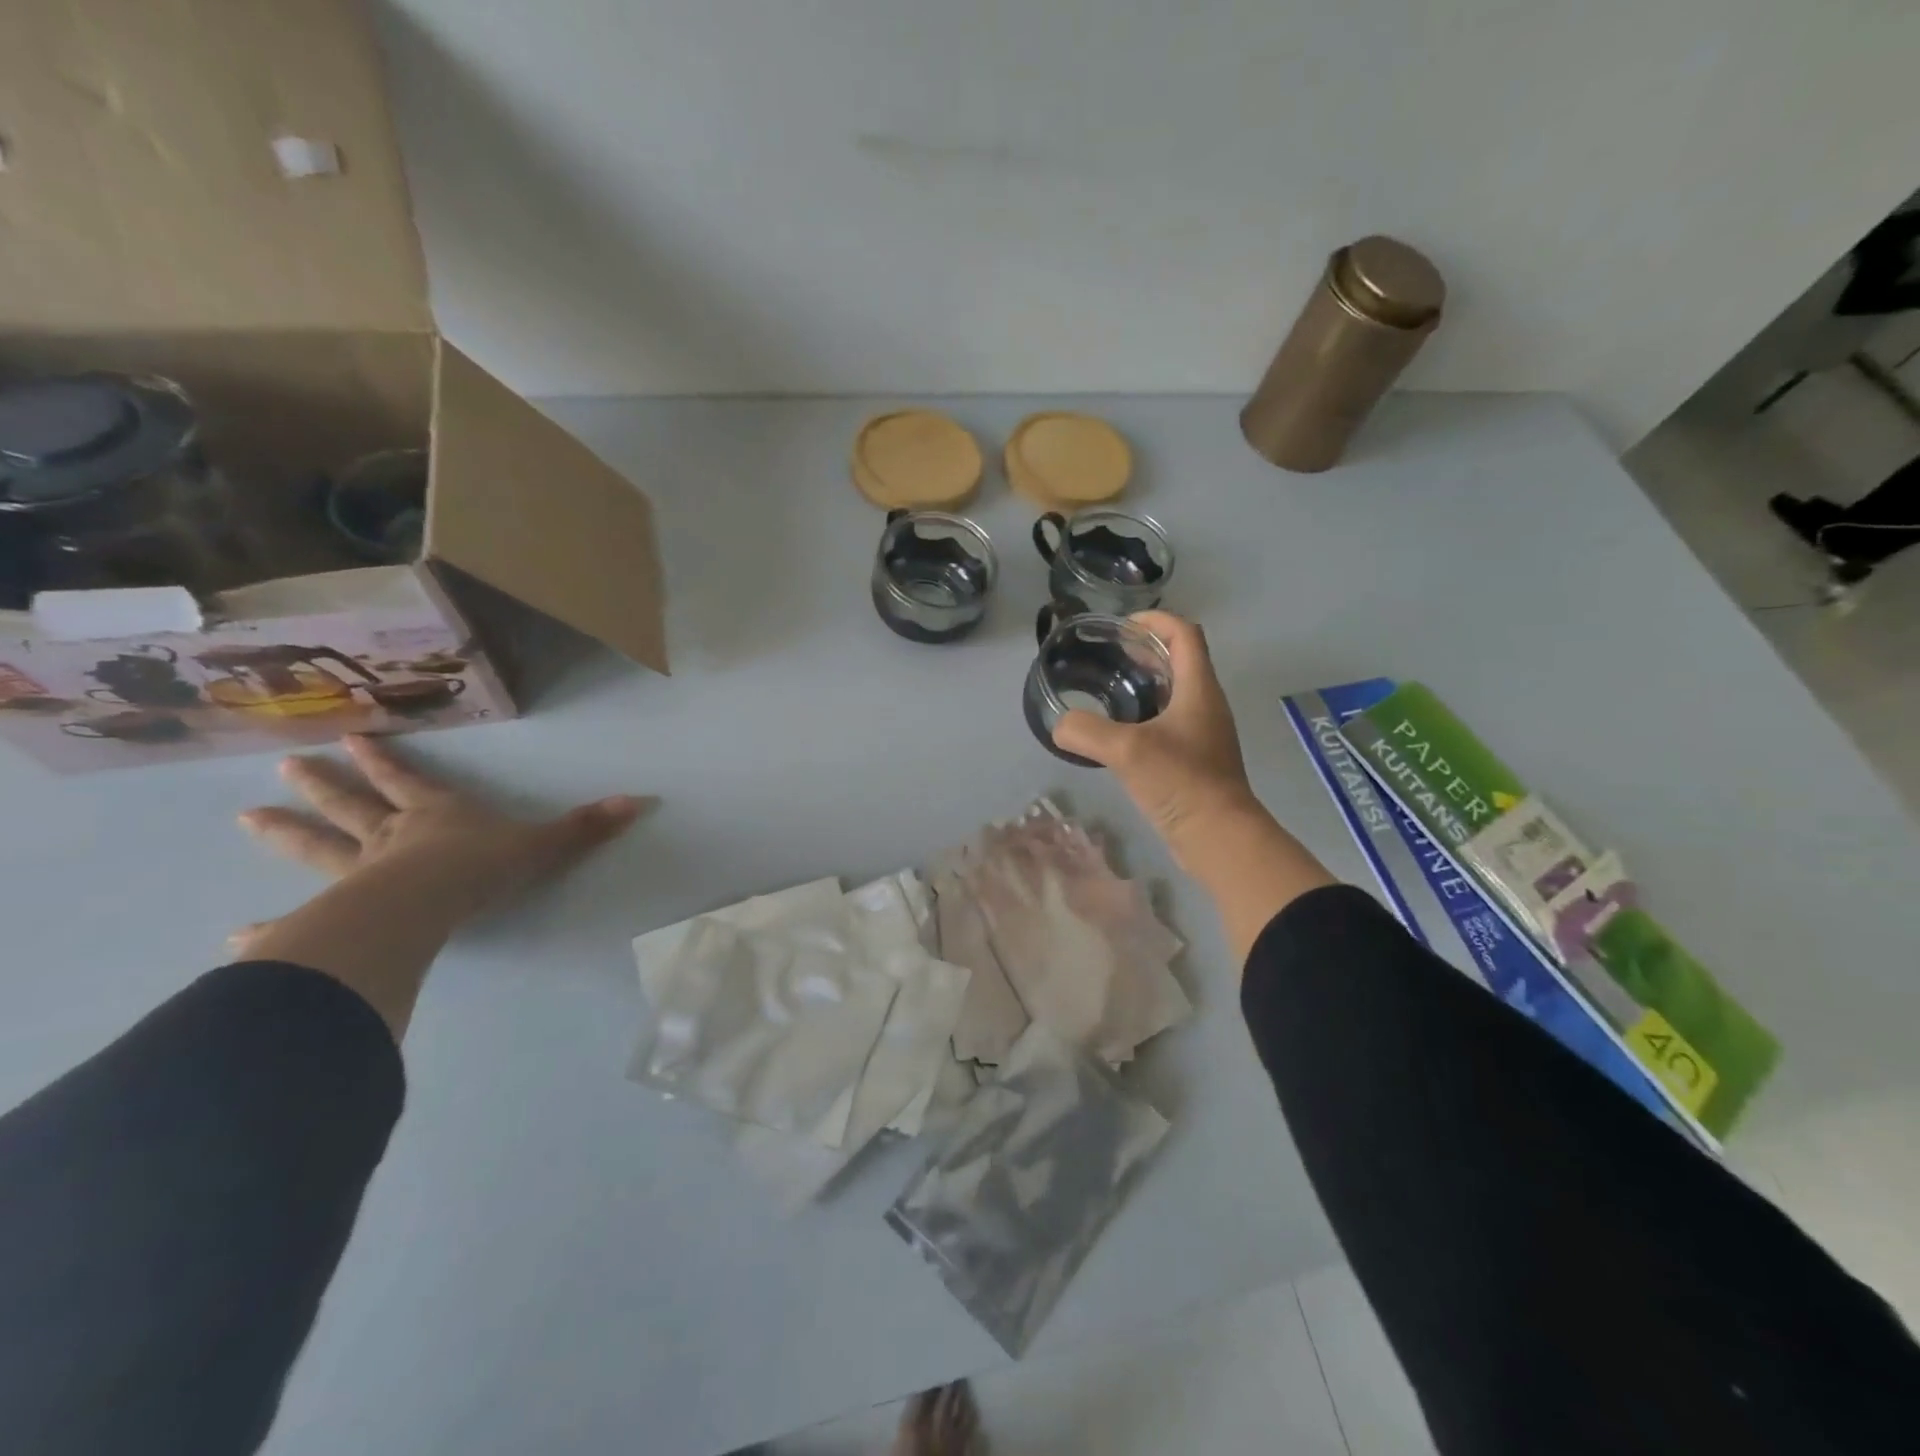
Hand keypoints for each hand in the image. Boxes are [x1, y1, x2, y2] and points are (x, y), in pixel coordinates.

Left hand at [235, 735, 646, 947]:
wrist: (426, 905)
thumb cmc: (481, 867)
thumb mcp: (544, 844)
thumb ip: (588, 826)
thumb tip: (642, 800)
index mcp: (437, 817)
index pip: (411, 782)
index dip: (386, 761)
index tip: (351, 737)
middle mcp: (392, 838)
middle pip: (355, 806)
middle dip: (327, 786)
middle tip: (288, 767)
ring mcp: (360, 875)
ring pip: (320, 848)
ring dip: (288, 833)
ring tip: (247, 819)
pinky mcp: (341, 914)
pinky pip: (304, 918)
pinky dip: (273, 928)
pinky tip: (239, 936)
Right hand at [1053, 612, 1259, 864]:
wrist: (1219, 837)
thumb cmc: (1181, 782)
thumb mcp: (1127, 751)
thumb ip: (1086, 731)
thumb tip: (1060, 725)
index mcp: (1198, 688)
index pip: (1184, 633)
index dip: (1154, 620)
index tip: (1120, 627)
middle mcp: (1205, 704)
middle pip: (1180, 659)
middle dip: (1145, 649)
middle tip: (1107, 655)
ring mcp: (1202, 733)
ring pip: (1174, 692)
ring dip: (1145, 682)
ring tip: (1107, 687)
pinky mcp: (1195, 758)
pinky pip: (1170, 721)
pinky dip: (1145, 714)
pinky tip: (1119, 731)